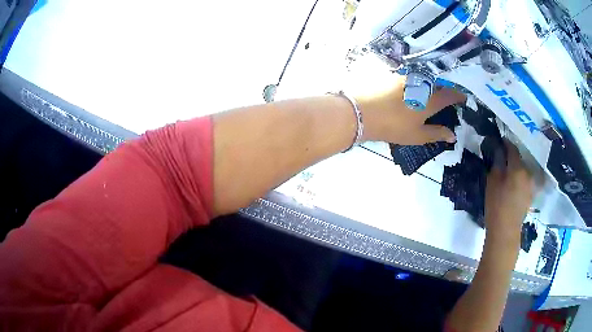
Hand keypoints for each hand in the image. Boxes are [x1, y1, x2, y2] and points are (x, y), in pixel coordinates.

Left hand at [356, 75, 465, 144]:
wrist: (362, 113)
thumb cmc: (393, 127)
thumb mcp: (417, 136)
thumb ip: (436, 134)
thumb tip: (453, 136)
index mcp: (429, 100)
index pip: (448, 95)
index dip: (457, 96)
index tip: (463, 97)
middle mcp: (420, 85)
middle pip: (437, 84)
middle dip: (444, 89)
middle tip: (447, 95)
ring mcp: (405, 79)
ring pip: (424, 79)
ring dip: (430, 84)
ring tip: (431, 91)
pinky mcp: (392, 76)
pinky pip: (410, 77)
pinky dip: (416, 82)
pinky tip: (413, 87)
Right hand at [485, 140, 533, 237]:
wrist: (505, 231)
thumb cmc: (496, 205)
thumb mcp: (492, 182)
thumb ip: (497, 164)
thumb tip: (499, 152)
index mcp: (518, 168)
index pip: (512, 149)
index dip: (506, 143)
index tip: (500, 141)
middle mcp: (528, 173)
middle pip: (519, 160)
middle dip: (511, 158)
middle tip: (502, 160)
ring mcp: (531, 184)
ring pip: (523, 170)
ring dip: (516, 169)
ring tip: (508, 173)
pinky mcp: (531, 194)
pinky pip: (525, 180)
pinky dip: (519, 179)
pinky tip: (513, 185)